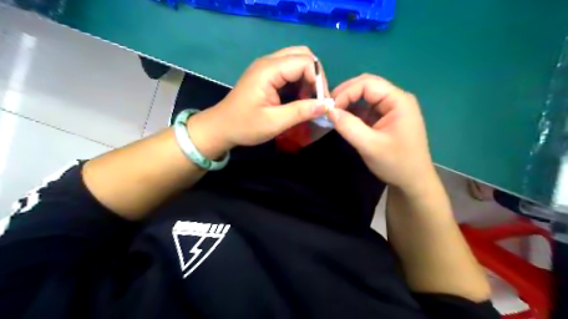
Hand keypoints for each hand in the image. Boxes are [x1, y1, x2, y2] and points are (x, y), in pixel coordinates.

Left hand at [187, 46, 327, 158]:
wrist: (220, 128)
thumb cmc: (244, 126)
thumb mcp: (274, 122)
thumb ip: (300, 112)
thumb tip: (326, 105)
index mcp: (268, 70)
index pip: (305, 62)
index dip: (318, 80)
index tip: (321, 102)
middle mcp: (268, 62)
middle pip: (302, 55)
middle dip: (315, 75)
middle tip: (317, 98)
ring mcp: (266, 67)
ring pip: (297, 61)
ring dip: (308, 78)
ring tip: (309, 101)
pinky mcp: (266, 75)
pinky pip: (290, 70)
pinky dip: (300, 81)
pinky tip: (299, 98)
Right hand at [329, 75, 435, 194]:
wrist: (413, 181)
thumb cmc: (396, 163)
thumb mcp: (370, 145)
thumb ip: (348, 126)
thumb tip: (329, 111)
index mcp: (398, 101)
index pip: (368, 84)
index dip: (346, 91)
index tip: (330, 108)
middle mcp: (396, 100)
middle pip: (367, 86)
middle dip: (346, 94)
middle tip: (329, 107)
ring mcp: (392, 109)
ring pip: (366, 97)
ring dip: (349, 103)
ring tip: (334, 114)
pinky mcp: (386, 119)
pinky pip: (367, 109)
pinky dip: (354, 112)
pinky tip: (344, 120)